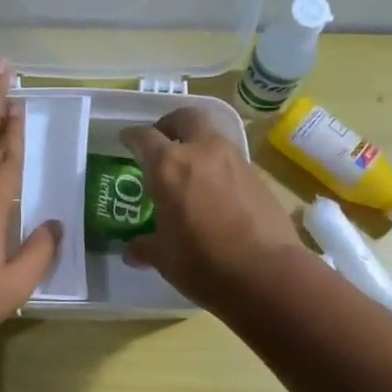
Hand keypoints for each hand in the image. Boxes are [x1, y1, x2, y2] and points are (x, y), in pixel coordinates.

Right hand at [119, 108, 303, 308]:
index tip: (126, 140)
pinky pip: (232, 162)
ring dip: (198, 145)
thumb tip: (132, 251)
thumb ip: (145, 247)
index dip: (132, 137)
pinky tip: (215, 193)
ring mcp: (236, 162)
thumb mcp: (164, 257)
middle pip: (186, 118)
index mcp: (170, 167)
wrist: (265, 273)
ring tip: (189, 171)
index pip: (145, 138)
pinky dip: (218, 168)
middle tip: (162, 141)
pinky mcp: (259, 177)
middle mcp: (203, 152)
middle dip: (171, 124)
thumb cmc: (202, 263)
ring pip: (213, 138)